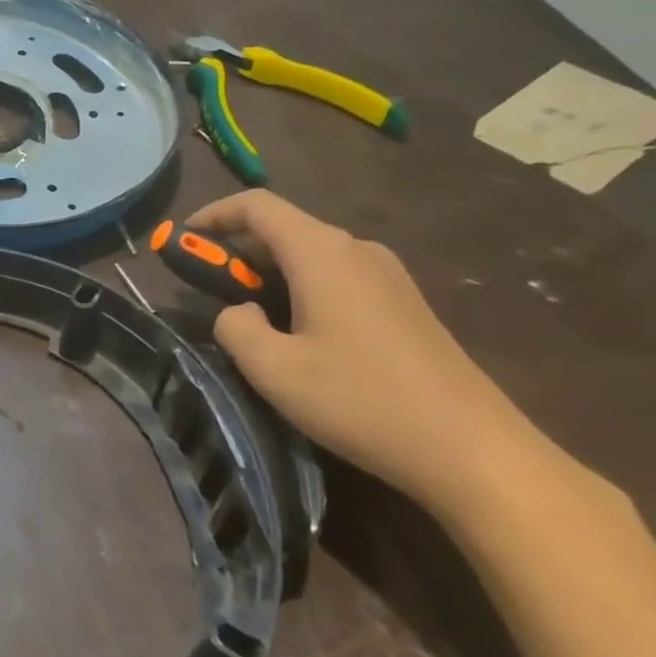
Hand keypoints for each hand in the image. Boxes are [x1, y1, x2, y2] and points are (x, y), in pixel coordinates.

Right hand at [188, 190, 541, 514]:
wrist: (474, 450)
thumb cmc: (362, 400)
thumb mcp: (273, 369)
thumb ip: (235, 327)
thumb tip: (239, 311)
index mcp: (322, 252)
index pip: (257, 206)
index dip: (212, 214)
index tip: (182, 238)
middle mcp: (357, 250)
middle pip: (284, 228)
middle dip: (237, 250)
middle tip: (207, 287)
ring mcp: (389, 276)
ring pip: (311, 255)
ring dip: (270, 272)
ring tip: (249, 315)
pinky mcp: (406, 304)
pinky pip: (338, 277)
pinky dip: (301, 288)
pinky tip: (299, 334)